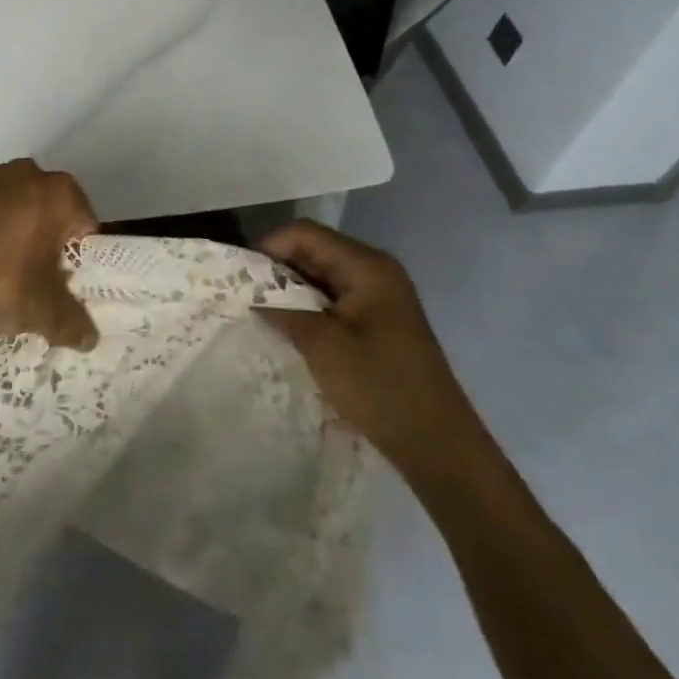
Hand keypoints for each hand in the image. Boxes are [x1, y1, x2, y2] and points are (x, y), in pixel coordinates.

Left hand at [0, 159, 99, 351]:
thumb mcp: (43, 314)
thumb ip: (73, 323)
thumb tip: (89, 338)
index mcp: (56, 194)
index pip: (83, 222)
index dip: (77, 253)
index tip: (62, 280)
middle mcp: (20, 172)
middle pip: (41, 205)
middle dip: (39, 234)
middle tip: (26, 276)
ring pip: (0, 199)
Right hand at [259, 221, 475, 476]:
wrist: (437, 444)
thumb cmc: (380, 387)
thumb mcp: (323, 346)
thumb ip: (282, 312)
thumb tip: (249, 297)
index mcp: (367, 266)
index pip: (305, 234)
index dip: (269, 247)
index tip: (241, 278)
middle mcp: (374, 271)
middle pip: (313, 251)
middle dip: (277, 269)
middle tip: (243, 296)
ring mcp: (378, 297)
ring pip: (320, 277)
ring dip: (290, 291)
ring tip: (260, 314)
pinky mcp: (377, 321)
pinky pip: (333, 300)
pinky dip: (308, 308)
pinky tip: (288, 330)